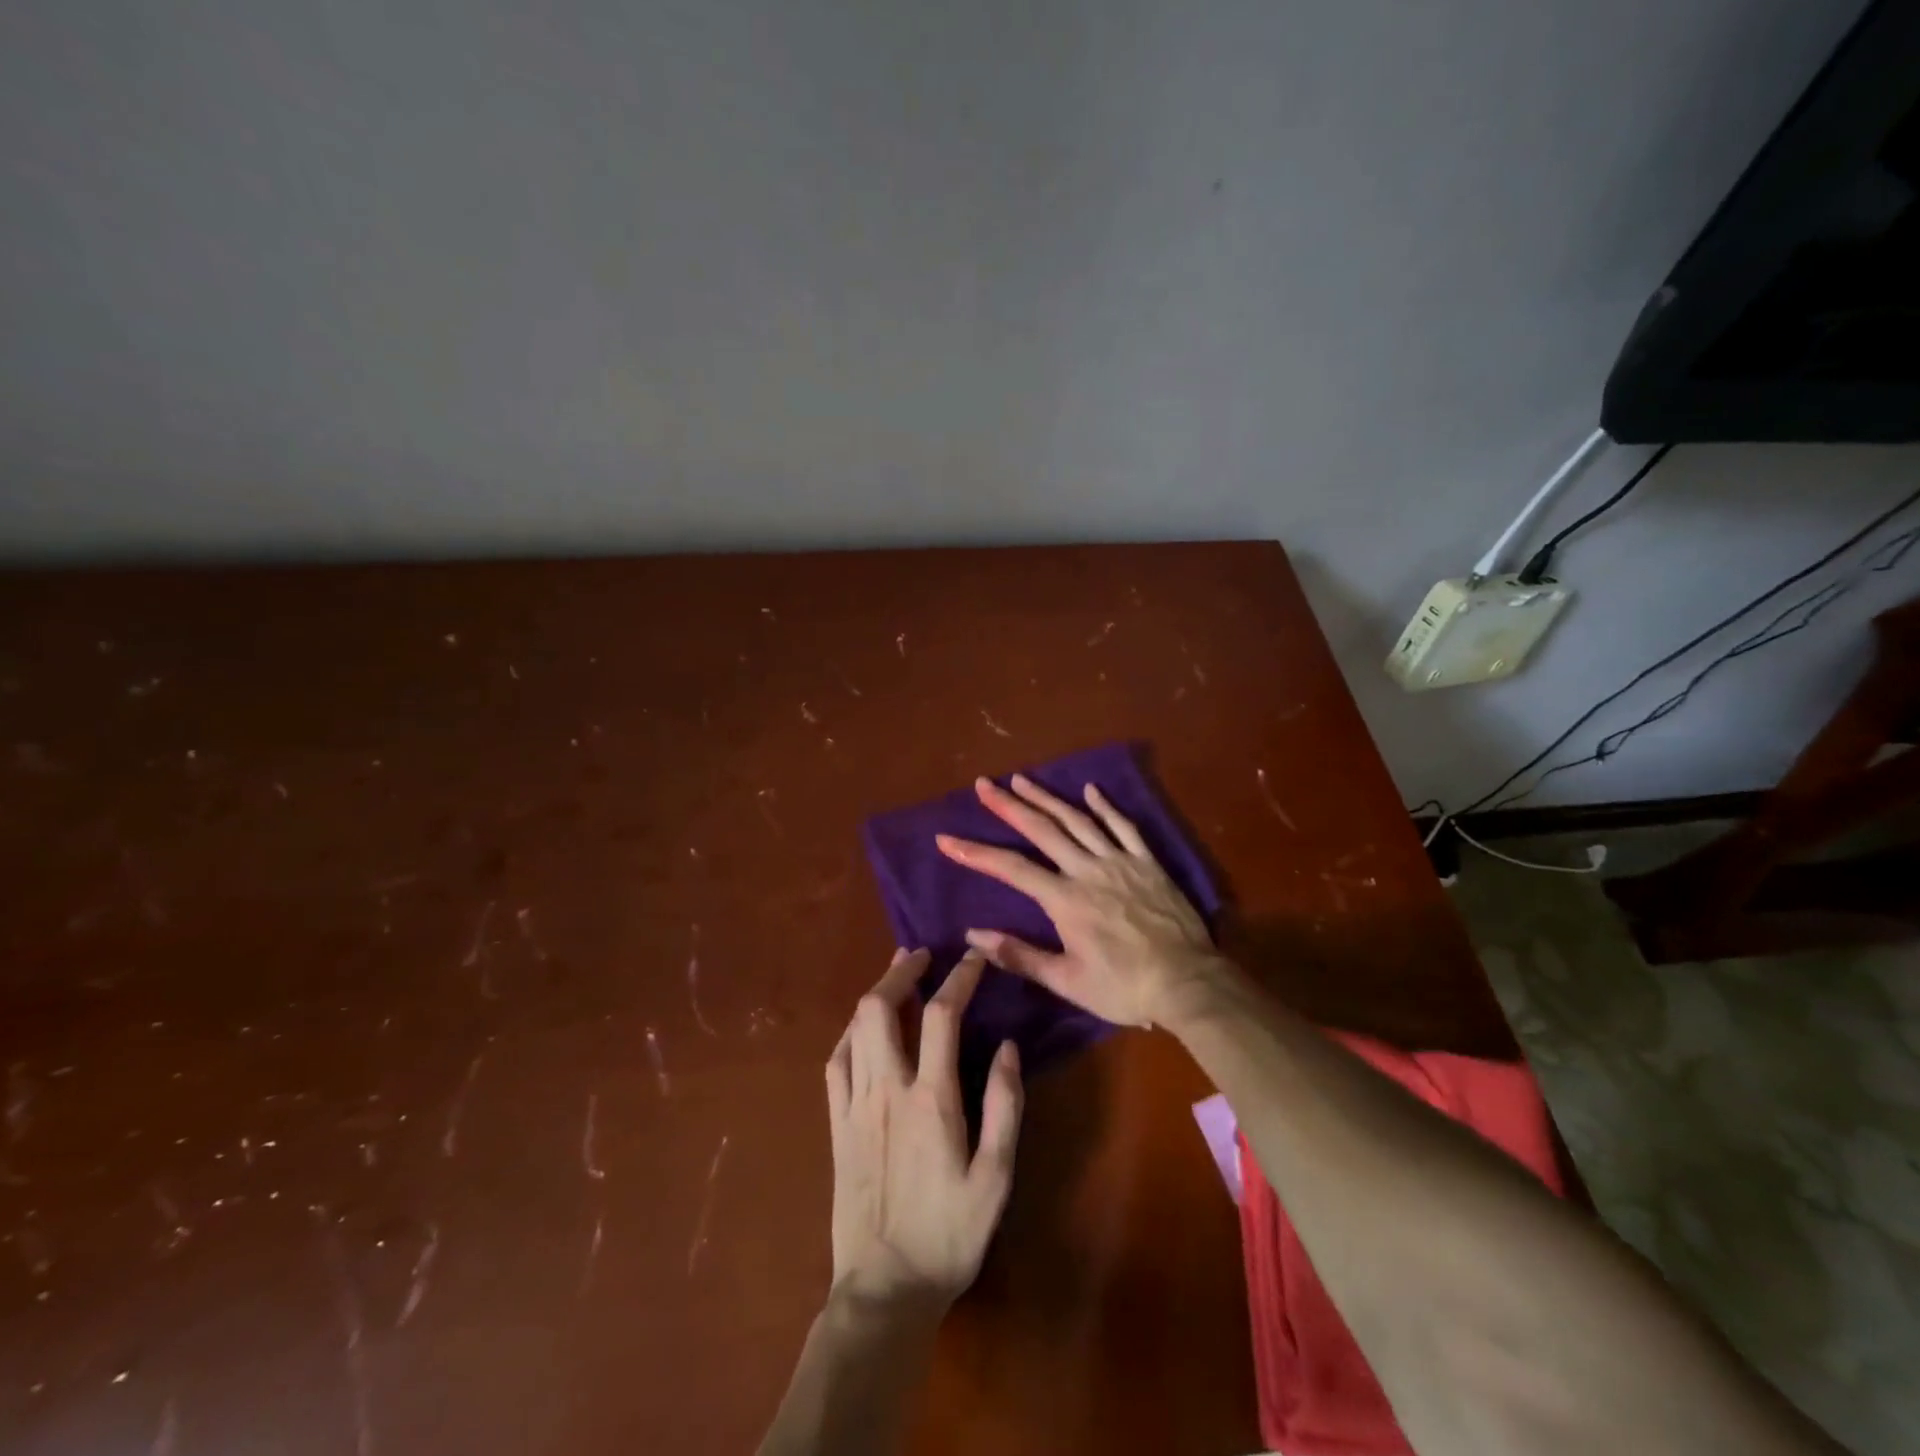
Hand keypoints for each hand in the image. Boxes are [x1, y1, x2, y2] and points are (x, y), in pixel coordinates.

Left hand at [825, 948, 1023, 1313]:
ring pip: (856, 1028)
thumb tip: (1007, 1046)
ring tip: (896, 975)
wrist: (885, 1288)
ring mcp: (854, 1105)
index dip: (959, 977)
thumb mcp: (996, 1178)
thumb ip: (1004, 1107)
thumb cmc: (949, 1234)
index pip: (943, 1015)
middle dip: (901, 970)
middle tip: (921, 954)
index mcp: (931, 1099)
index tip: (973, 958)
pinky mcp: (835, 1124)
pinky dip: (850, 1032)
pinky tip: (862, 1027)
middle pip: (882, 1008)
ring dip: (876, 992)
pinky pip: (836, 1062)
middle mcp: (887, 1089)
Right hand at [936, 775, 1230, 1027]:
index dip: (976, 853)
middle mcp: (1088, 870)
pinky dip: (1105, 806)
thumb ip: (1020, 955)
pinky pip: (1124, 826)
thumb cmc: (1124, 987)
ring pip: (1078, 819)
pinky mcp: (1147, 862)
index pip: (1011, 869)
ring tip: (1022, 779)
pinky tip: (1091, 789)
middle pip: (1042, 830)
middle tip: (984, 784)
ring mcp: (1120, 861)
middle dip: (1009, 805)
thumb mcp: (1067, 980)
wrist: (1188, 983)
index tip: (947, 839)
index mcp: (1065, 899)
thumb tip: (973, 936)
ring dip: (1048, 797)